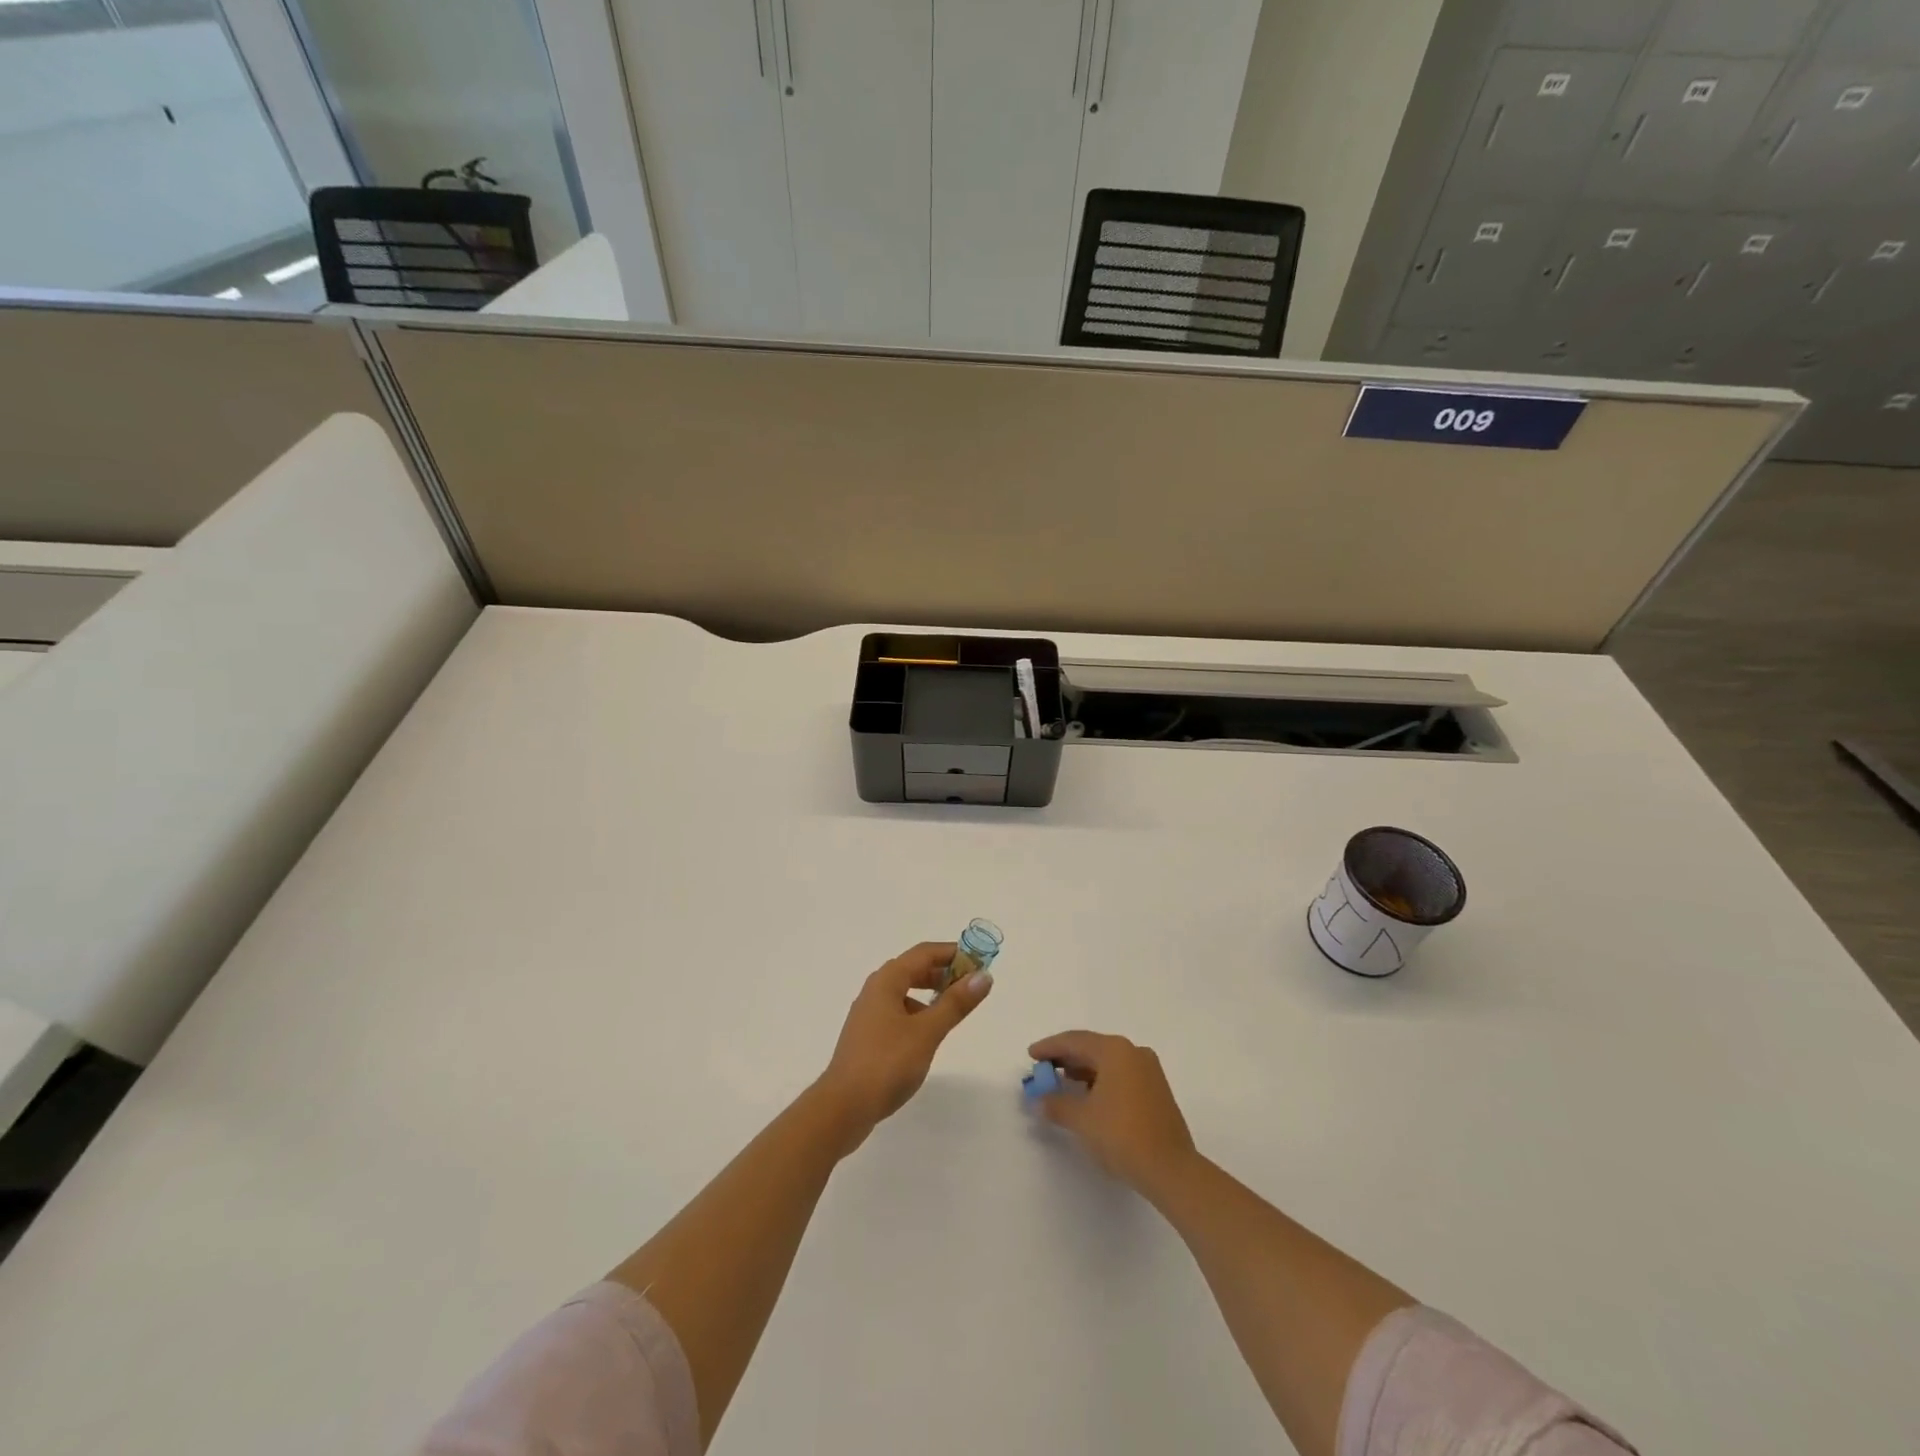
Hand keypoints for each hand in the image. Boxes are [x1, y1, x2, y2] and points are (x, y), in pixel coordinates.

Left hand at [815, 942, 992, 1150]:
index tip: (980, 962)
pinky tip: (928, 1033)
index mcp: (887, 981)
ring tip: (954, 1008)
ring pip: (904, 991)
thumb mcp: (927, 1032)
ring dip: (930, 993)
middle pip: (913, 969)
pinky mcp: (867, 1036)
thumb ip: (955, 1003)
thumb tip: (983, 976)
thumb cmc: (887, 1063)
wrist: (843, 1107)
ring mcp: (868, 1014)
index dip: (953, 953)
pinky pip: (898, 1011)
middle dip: (943, 972)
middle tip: (971, 984)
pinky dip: (917, 1012)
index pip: (924, 953)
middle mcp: (875, 990)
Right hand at [1028, 1030, 1197, 1194]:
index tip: (1031, 1055)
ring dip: (1083, 1070)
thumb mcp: (1081, 1119)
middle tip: (1043, 1069)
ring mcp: (1148, 1071)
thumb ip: (1056, 1104)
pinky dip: (1101, 1081)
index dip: (1050, 1047)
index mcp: (1115, 1050)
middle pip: (1092, 1048)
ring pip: (1107, 1062)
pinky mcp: (1156, 1090)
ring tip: (1062, 1083)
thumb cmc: (1121, 1135)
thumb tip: (1039, 1100)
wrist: (1170, 1169)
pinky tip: (1088, 1097)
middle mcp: (1133, 1053)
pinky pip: (1121, 1075)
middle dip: (1066, 1058)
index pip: (1075, 1041)